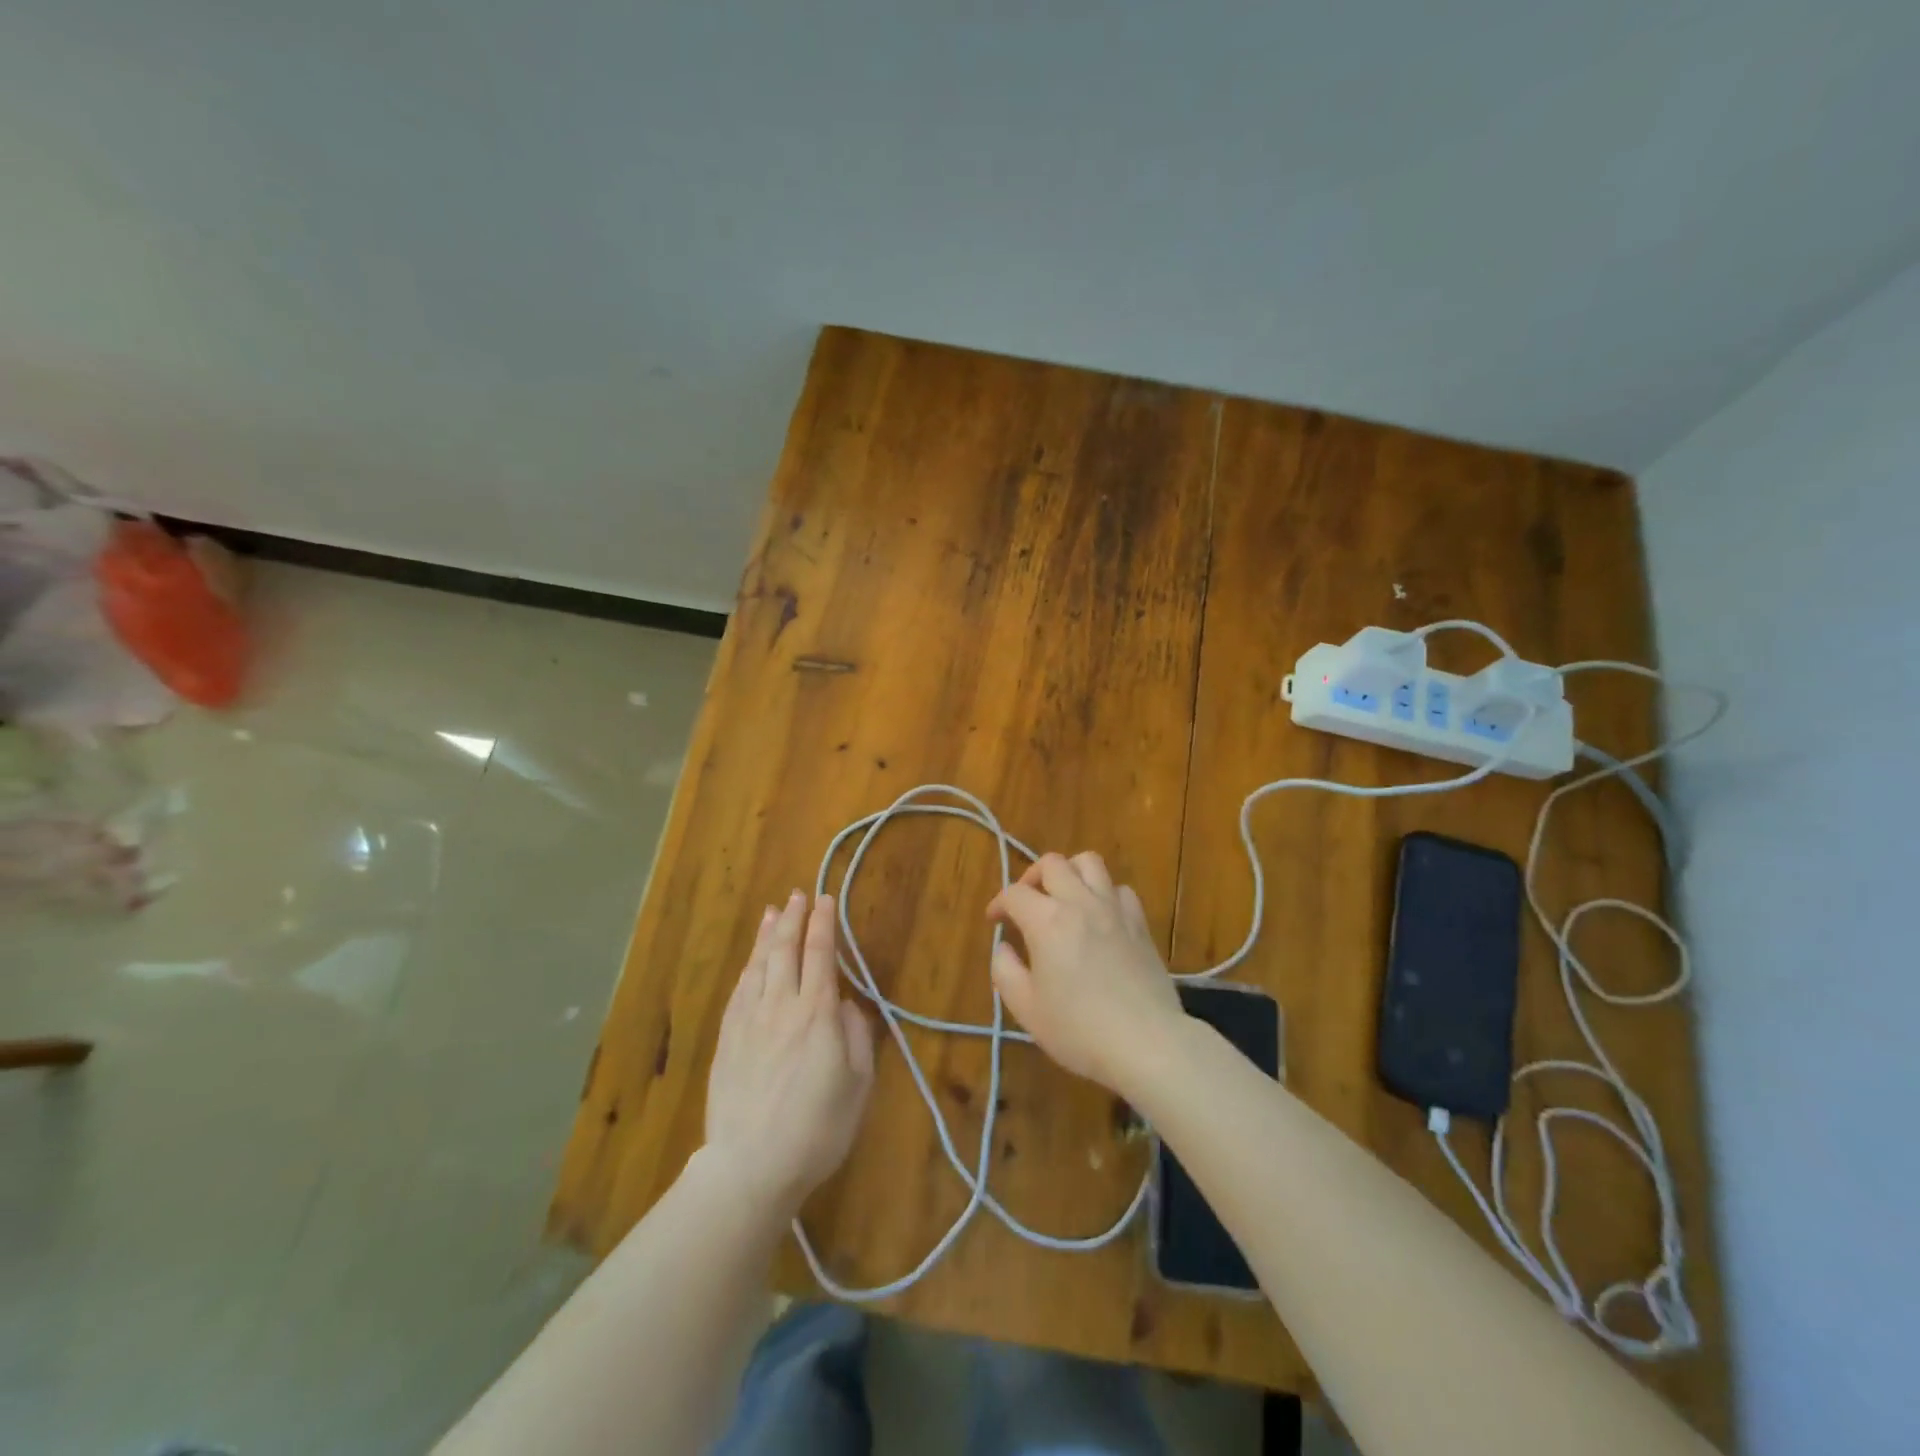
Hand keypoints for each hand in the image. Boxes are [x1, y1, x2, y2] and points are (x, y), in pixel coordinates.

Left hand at [702, 891, 875, 1220]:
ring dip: (768, 935)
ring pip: (759, 965)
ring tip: (773, 912)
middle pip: (786, 950)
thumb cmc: (817, 1129)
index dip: (823, 924)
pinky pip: (739, 990)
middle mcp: (781, 1006)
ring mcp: (749, 1020)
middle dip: (794, 919)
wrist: (751, 1166)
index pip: (820, 955)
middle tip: (798, 894)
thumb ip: (856, 1036)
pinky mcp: (727, 1039)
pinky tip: (752, 959)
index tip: (825, 900)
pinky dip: (748, 966)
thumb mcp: (858, 1085)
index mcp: (817, 1014)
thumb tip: (847, 1005)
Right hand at [985, 852, 1183, 1093]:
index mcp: (1047, 921)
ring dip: (1070, 872)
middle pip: (1052, 863)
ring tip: (1063, 897)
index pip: (1014, 893)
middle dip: (1032, 877)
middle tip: (1027, 903)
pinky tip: (1100, 916)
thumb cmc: (1079, 1030)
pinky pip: (1120, 888)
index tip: (995, 921)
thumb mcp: (1026, 1009)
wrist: (1147, 1043)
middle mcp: (1080, 903)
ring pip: (1089, 862)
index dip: (999, 903)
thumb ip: (1005, 972)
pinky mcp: (1140, 922)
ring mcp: (1114, 909)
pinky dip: (1104, 893)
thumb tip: (1004, 948)